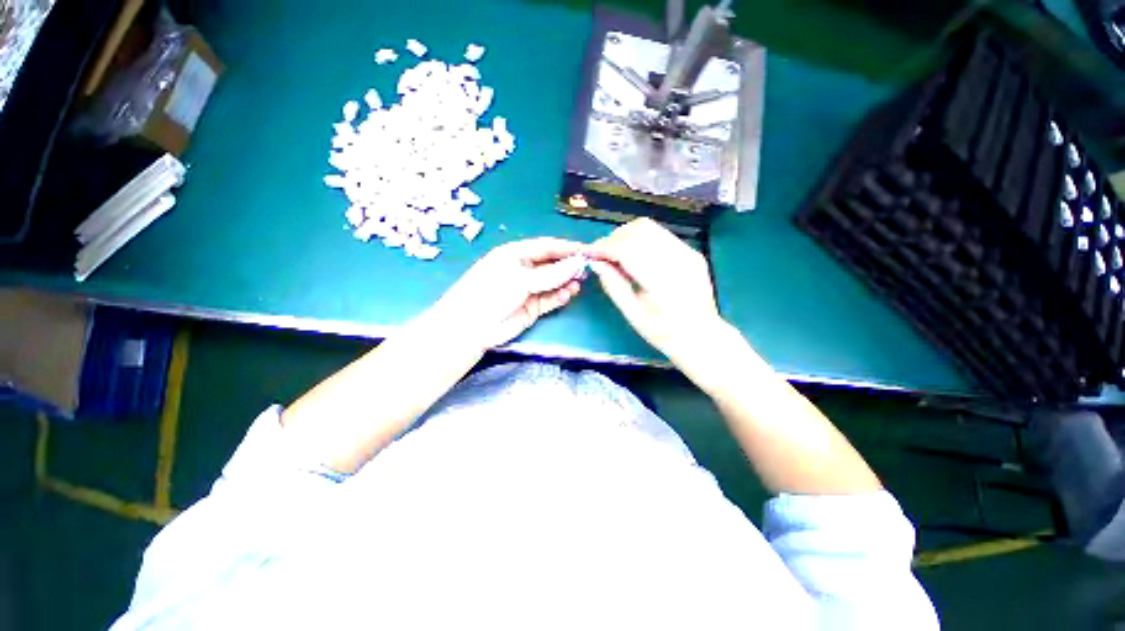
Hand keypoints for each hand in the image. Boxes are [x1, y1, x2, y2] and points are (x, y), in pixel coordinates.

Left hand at [428, 238, 585, 349]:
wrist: (473, 327)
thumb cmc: (492, 292)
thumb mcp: (521, 278)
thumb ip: (551, 273)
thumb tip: (577, 263)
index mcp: (516, 253)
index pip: (547, 246)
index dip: (567, 247)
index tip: (587, 250)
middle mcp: (524, 269)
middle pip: (552, 264)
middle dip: (569, 265)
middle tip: (587, 268)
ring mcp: (529, 289)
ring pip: (554, 282)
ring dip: (567, 281)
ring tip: (580, 282)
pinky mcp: (533, 307)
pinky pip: (551, 299)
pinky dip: (561, 296)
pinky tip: (569, 294)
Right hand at [587, 218, 723, 364]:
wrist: (702, 336)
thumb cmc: (664, 332)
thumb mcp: (633, 314)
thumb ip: (614, 286)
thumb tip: (596, 263)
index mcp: (664, 282)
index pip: (629, 250)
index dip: (605, 247)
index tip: (589, 252)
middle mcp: (679, 260)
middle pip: (640, 231)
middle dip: (614, 238)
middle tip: (601, 254)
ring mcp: (688, 253)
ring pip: (650, 228)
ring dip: (626, 236)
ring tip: (614, 253)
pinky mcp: (691, 252)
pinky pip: (660, 235)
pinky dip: (640, 239)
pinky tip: (633, 254)